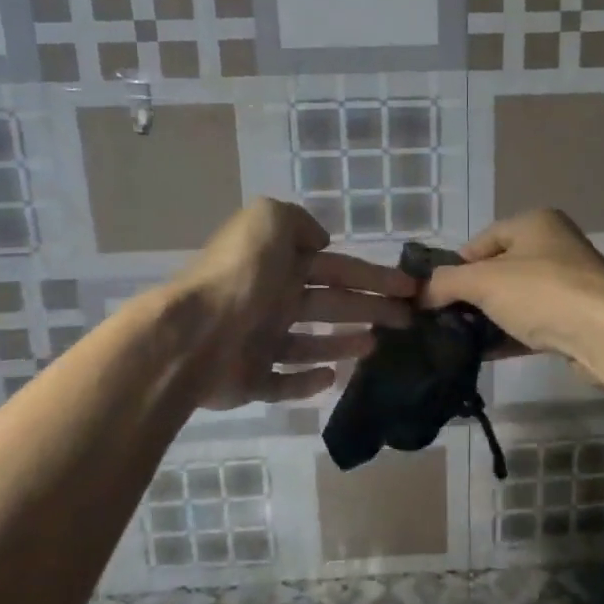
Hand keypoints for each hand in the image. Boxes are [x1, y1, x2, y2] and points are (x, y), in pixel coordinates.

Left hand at [172, 199, 415, 408]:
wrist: (193, 334)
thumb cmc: (240, 277)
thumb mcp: (268, 221)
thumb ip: (296, 221)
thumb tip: (319, 240)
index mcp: (280, 265)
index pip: (338, 268)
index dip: (374, 276)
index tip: (410, 287)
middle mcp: (273, 301)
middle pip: (332, 305)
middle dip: (371, 308)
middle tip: (408, 319)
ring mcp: (260, 343)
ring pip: (311, 344)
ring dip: (344, 343)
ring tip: (376, 344)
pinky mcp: (251, 381)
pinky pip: (285, 383)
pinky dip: (308, 381)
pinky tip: (333, 377)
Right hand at [420, 209, 603, 363]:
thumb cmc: (542, 292)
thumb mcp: (483, 281)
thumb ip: (446, 283)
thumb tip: (420, 293)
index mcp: (535, 223)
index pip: (482, 240)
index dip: (457, 265)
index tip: (437, 293)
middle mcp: (555, 246)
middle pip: (499, 269)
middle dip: (472, 295)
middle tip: (446, 318)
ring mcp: (569, 283)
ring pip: (516, 298)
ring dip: (490, 318)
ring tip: (461, 340)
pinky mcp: (577, 317)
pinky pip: (533, 322)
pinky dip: (510, 335)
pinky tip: (486, 354)